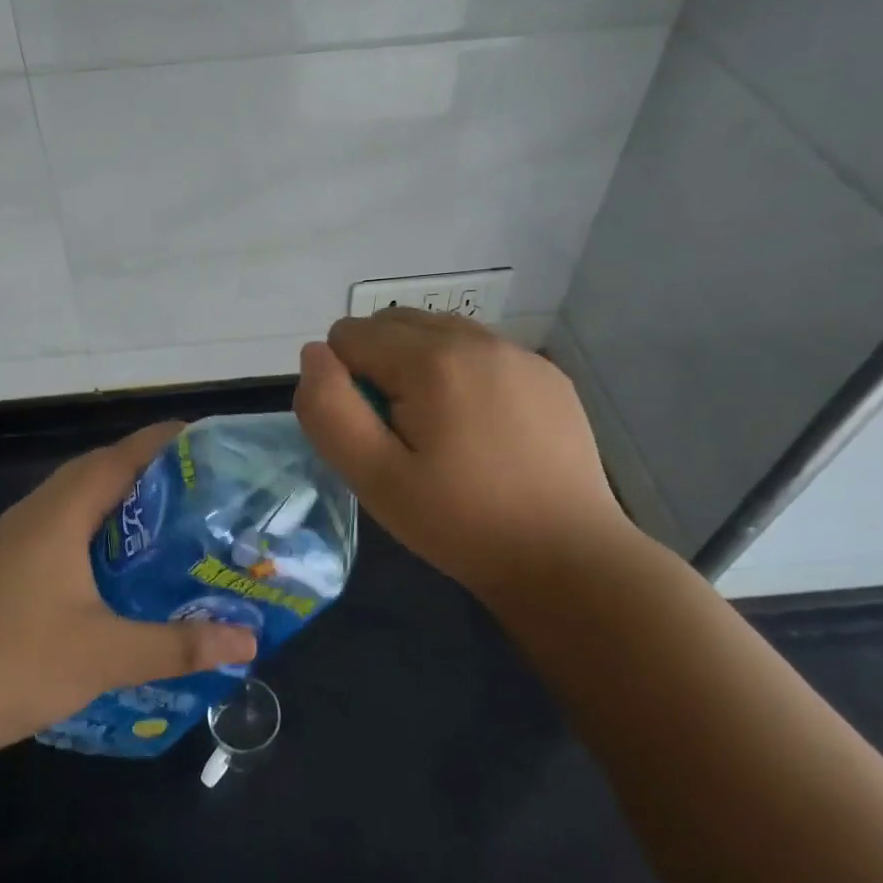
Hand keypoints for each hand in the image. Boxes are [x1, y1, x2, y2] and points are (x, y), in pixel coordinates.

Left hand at [0, 423, 257, 767]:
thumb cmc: (16, 664)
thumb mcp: (106, 656)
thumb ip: (179, 645)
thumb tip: (248, 639)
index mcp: (60, 512)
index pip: (121, 456)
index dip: (166, 443)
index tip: (211, 445)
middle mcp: (36, 512)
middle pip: (100, 470)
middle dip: (151, 473)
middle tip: (204, 491)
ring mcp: (15, 539)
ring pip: (78, 500)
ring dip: (122, 503)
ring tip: (174, 523)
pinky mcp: (6, 565)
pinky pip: (63, 527)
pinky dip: (99, 530)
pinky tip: (122, 568)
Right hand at [293, 310, 633, 598]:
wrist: (567, 559)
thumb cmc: (459, 523)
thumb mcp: (373, 477)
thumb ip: (329, 410)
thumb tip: (314, 354)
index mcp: (431, 359)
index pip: (348, 335)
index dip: (344, 384)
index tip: (373, 434)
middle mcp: (477, 338)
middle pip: (392, 323)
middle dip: (378, 366)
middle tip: (400, 434)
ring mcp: (519, 353)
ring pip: (436, 331)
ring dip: (418, 365)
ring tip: (439, 429)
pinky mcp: (547, 374)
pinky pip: (480, 350)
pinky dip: (461, 373)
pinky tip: (482, 430)